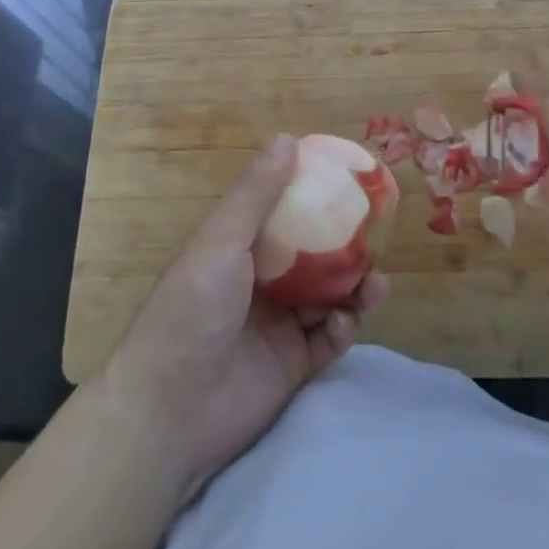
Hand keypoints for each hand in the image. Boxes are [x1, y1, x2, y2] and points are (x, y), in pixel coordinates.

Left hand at [103, 135, 386, 496]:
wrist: (170, 410)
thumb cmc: (192, 309)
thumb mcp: (222, 241)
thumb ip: (257, 194)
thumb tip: (287, 138)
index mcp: (239, 251)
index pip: (284, 216)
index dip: (316, 199)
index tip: (351, 184)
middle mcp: (260, 285)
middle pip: (315, 258)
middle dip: (347, 247)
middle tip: (377, 237)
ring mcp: (278, 326)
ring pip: (329, 298)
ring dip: (354, 288)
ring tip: (376, 282)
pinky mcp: (293, 367)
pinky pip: (329, 340)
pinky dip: (342, 329)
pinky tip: (344, 323)